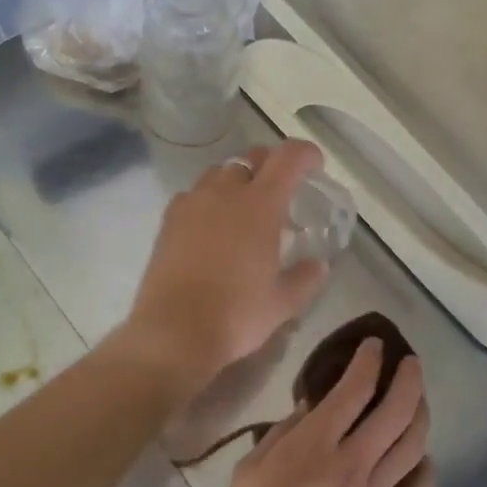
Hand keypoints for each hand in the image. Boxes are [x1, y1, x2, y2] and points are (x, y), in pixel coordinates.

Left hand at [124, 141, 329, 384]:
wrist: (174, 332)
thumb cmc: (237, 315)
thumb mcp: (283, 302)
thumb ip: (306, 278)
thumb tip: (318, 265)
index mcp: (260, 205)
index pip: (288, 158)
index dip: (305, 154)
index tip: (315, 166)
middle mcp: (224, 193)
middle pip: (251, 158)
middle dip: (271, 164)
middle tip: (281, 188)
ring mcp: (192, 203)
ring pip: (219, 173)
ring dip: (237, 181)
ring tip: (244, 207)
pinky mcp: (168, 221)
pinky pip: (193, 195)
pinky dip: (208, 200)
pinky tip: (211, 226)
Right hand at [210, 339, 435, 486]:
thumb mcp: (250, 466)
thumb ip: (284, 434)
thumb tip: (311, 409)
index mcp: (316, 443)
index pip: (354, 389)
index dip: (368, 361)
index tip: (372, 344)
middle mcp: (352, 463)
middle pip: (396, 412)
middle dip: (408, 380)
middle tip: (409, 362)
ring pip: (412, 449)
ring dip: (421, 417)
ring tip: (419, 400)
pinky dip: (425, 477)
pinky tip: (423, 463)